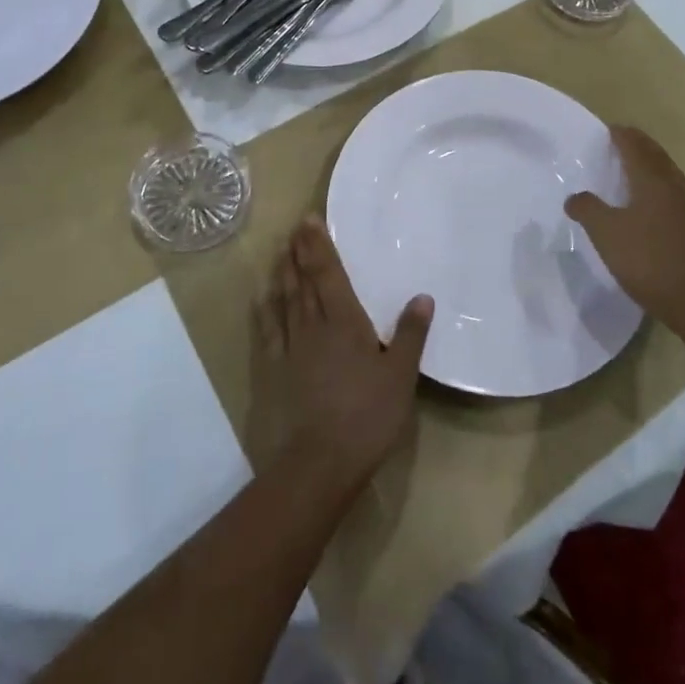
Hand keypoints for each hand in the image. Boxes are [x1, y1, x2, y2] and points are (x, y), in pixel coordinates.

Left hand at [247, 217, 433, 495]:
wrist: (321, 462)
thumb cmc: (367, 416)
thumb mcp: (401, 376)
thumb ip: (411, 335)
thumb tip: (422, 296)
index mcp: (346, 322)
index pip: (330, 274)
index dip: (320, 247)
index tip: (309, 221)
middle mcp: (315, 326)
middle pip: (304, 281)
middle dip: (300, 252)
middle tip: (294, 228)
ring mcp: (292, 348)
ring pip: (285, 300)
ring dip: (283, 273)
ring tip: (279, 252)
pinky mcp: (276, 370)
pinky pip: (269, 331)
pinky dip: (265, 310)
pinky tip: (262, 298)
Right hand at [565, 126, 684, 325]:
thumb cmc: (649, 261)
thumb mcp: (607, 235)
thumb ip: (588, 210)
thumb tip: (574, 197)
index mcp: (653, 180)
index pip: (635, 145)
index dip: (620, 135)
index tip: (607, 129)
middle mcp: (675, 185)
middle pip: (655, 155)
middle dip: (637, 145)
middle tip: (618, 142)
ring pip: (668, 172)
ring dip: (650, 164)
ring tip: (632, 168)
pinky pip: (674, 192)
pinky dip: (659, 185)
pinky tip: (650, 202)